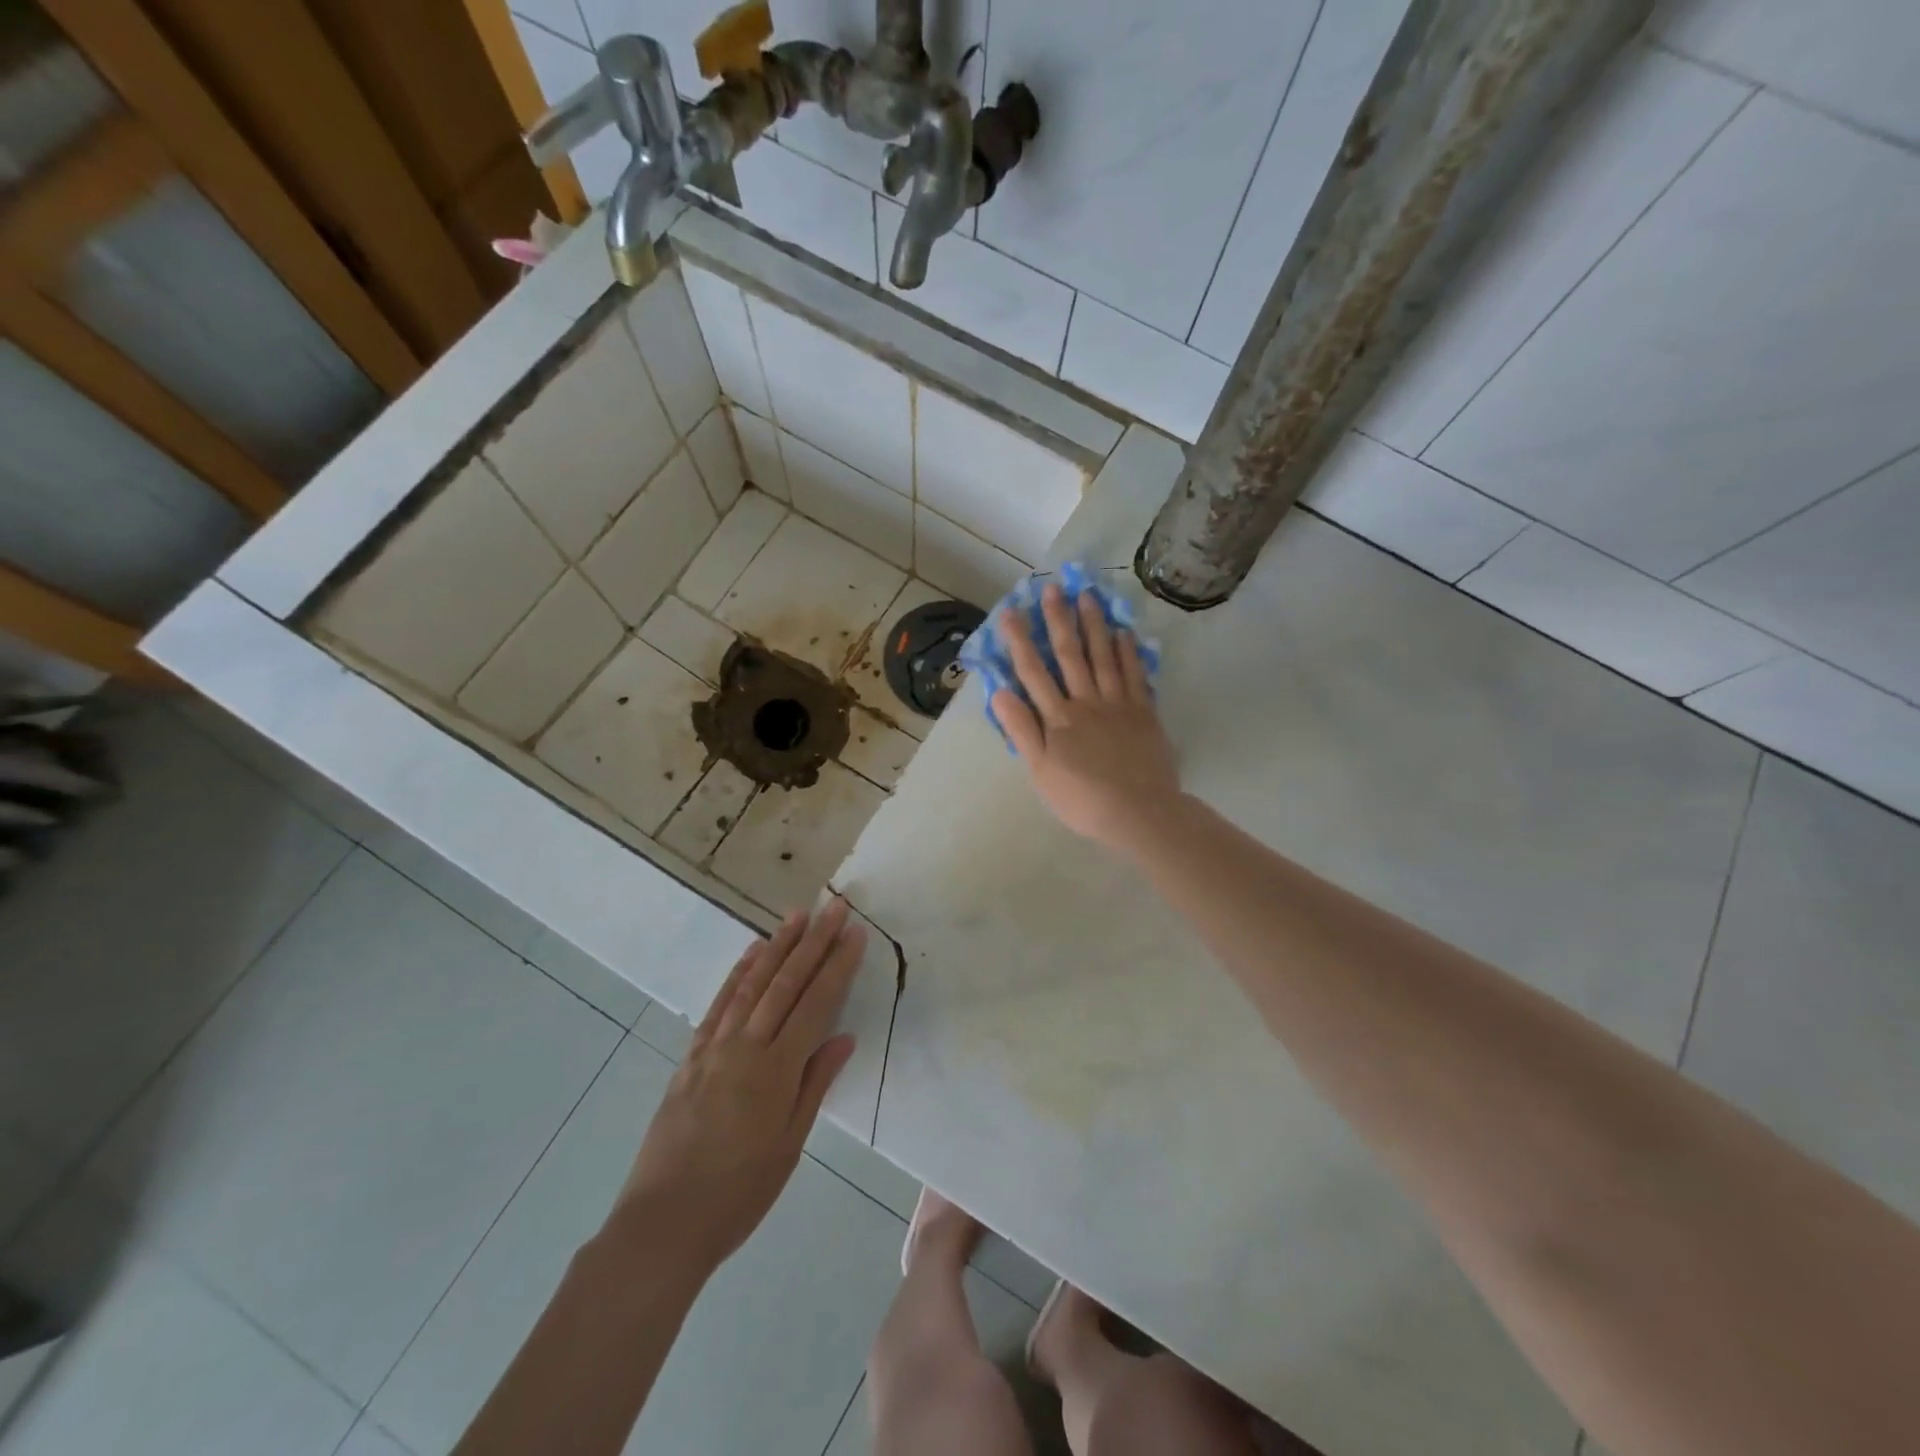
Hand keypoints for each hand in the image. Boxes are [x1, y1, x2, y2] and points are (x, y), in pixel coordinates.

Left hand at [608, 900, 866, 1272]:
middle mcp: (746, 1047)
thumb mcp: (789, 1145)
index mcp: (776, 1071)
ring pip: (752, 984)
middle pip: (786, 983)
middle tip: (834, 907)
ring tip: (797, 915)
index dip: (837, 966)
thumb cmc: (738, 1193)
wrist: (663, 1223)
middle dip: (813, 942)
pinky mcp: (691, 1056)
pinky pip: (719, 1004)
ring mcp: (714, 1048)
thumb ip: (815, 1084)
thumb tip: (844, 1037)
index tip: (855, 933)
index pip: (815, 1004)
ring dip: (777, 946)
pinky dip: (738, 973)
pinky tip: (752, 954)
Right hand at [991, 581, 1182, 850]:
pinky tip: (1123, 631)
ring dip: (1094, 624)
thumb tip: (999, 692)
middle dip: (1059, 620)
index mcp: (1058, 718)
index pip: (1034, 672)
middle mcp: (1086, 701)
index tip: (1011, 612)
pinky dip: (1128, 651)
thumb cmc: (1082, 799)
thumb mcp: (1040, 771)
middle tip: (1053, 588)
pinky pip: (1134, 674)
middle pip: (1070, 655)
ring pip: (1103, 656)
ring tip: (1087, 595)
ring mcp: (1118, 703)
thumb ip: (1022, 730)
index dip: (1021, 641)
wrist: (1139, 812)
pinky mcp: (1144, 711)